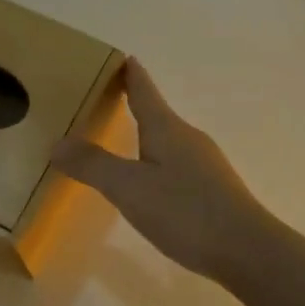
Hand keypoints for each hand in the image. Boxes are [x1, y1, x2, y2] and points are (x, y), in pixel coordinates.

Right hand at [51, 59, 286, 286]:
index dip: (130, 74)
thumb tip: (56, 142)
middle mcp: (188, 137)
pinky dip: (158, 160)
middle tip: (106, 100)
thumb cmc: (185, 211)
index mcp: (167, 128)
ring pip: (168, 139)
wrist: (247, 249)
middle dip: (134, 104)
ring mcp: (205, 162)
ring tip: (124, 140)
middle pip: (157, 113)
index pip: (144, 90)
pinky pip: (178, 163)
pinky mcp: (213, 188)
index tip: (122, 56)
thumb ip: (93, 165)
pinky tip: (152, 182)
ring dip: (146, 135)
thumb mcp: (130, 188)